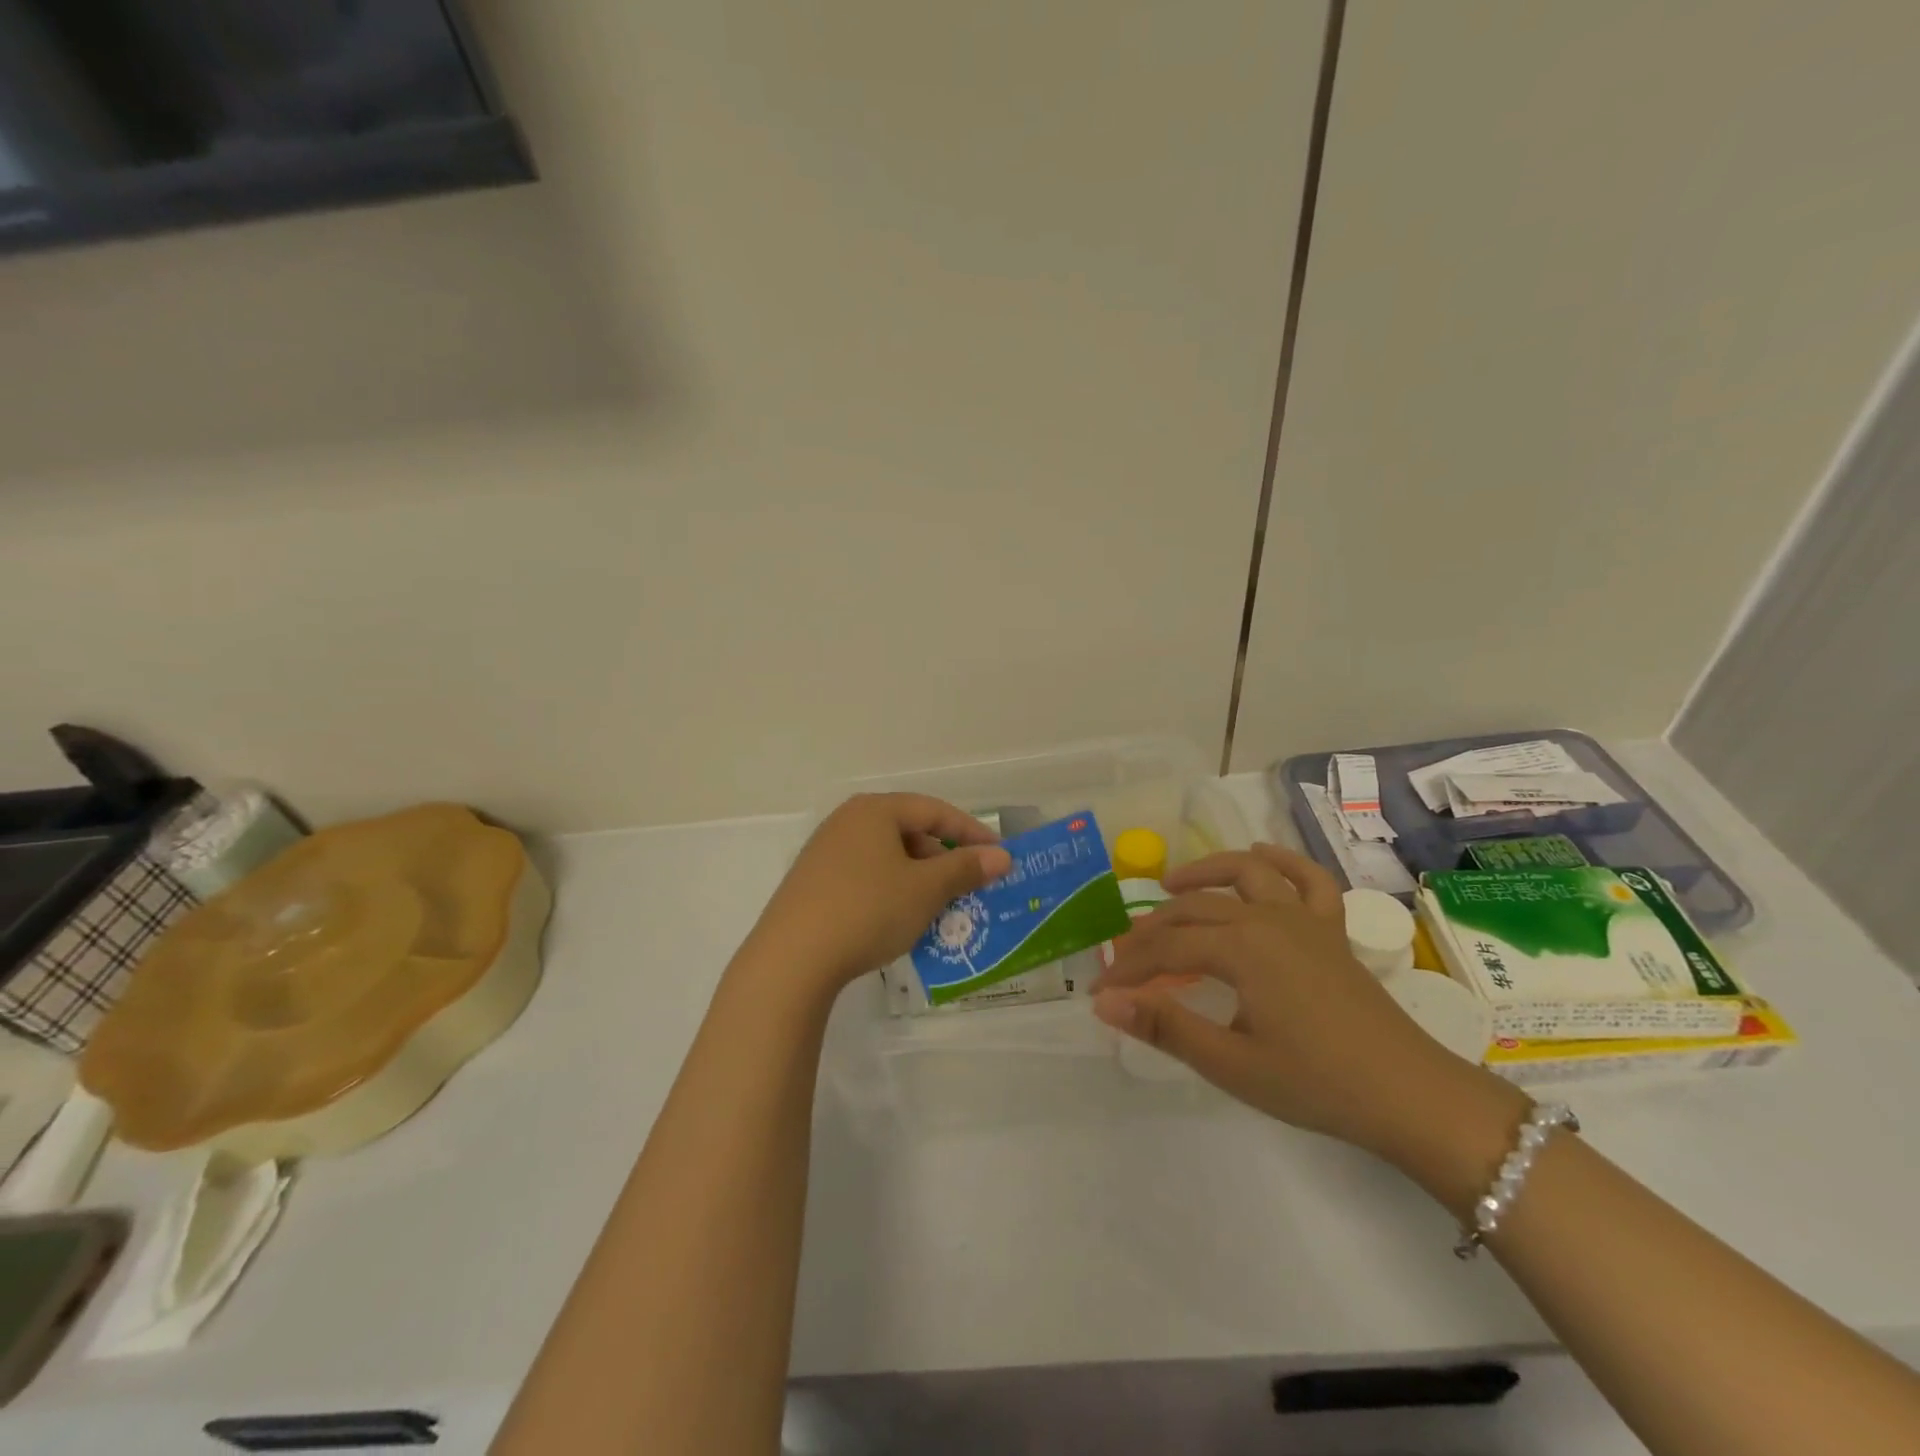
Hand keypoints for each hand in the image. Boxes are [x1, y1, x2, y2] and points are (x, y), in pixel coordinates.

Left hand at [741, 793, 1011, 1000]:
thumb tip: (1002, 856)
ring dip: (917, 878)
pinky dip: (890, 890)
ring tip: (936, 907)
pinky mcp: (811, 882)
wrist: (792, 959)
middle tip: (966, 886)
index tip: (999, 855)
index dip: (971, 832)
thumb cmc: (868, 910)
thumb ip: (965, 869)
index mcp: (874, 810)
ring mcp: (824, 852)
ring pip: (886, 856)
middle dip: (942, 859)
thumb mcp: (925, 890)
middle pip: (908, 831)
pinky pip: (864, 876)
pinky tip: (897, 920)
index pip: (934, 811)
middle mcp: (846, 821)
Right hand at [1094, 843, 1494, 1155]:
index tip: (1101, 991)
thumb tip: (1105, 1002)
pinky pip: (1307, 879)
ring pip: (1244, 873)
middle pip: (1194, 909)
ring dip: (1203, 872)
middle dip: (1151, 931)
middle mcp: (1267, 918)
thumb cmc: (1316, 1084)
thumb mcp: (1231, 1062)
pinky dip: (1281, 860)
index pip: (1166, 949)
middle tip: (1125, 958)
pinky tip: (1261, 854)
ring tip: (1170, 884)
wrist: (1410, 1096)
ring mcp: (1303, 918)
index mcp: (1240, 948)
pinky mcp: (1331, 929)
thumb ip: (1164, 1025)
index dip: (1128, 969)